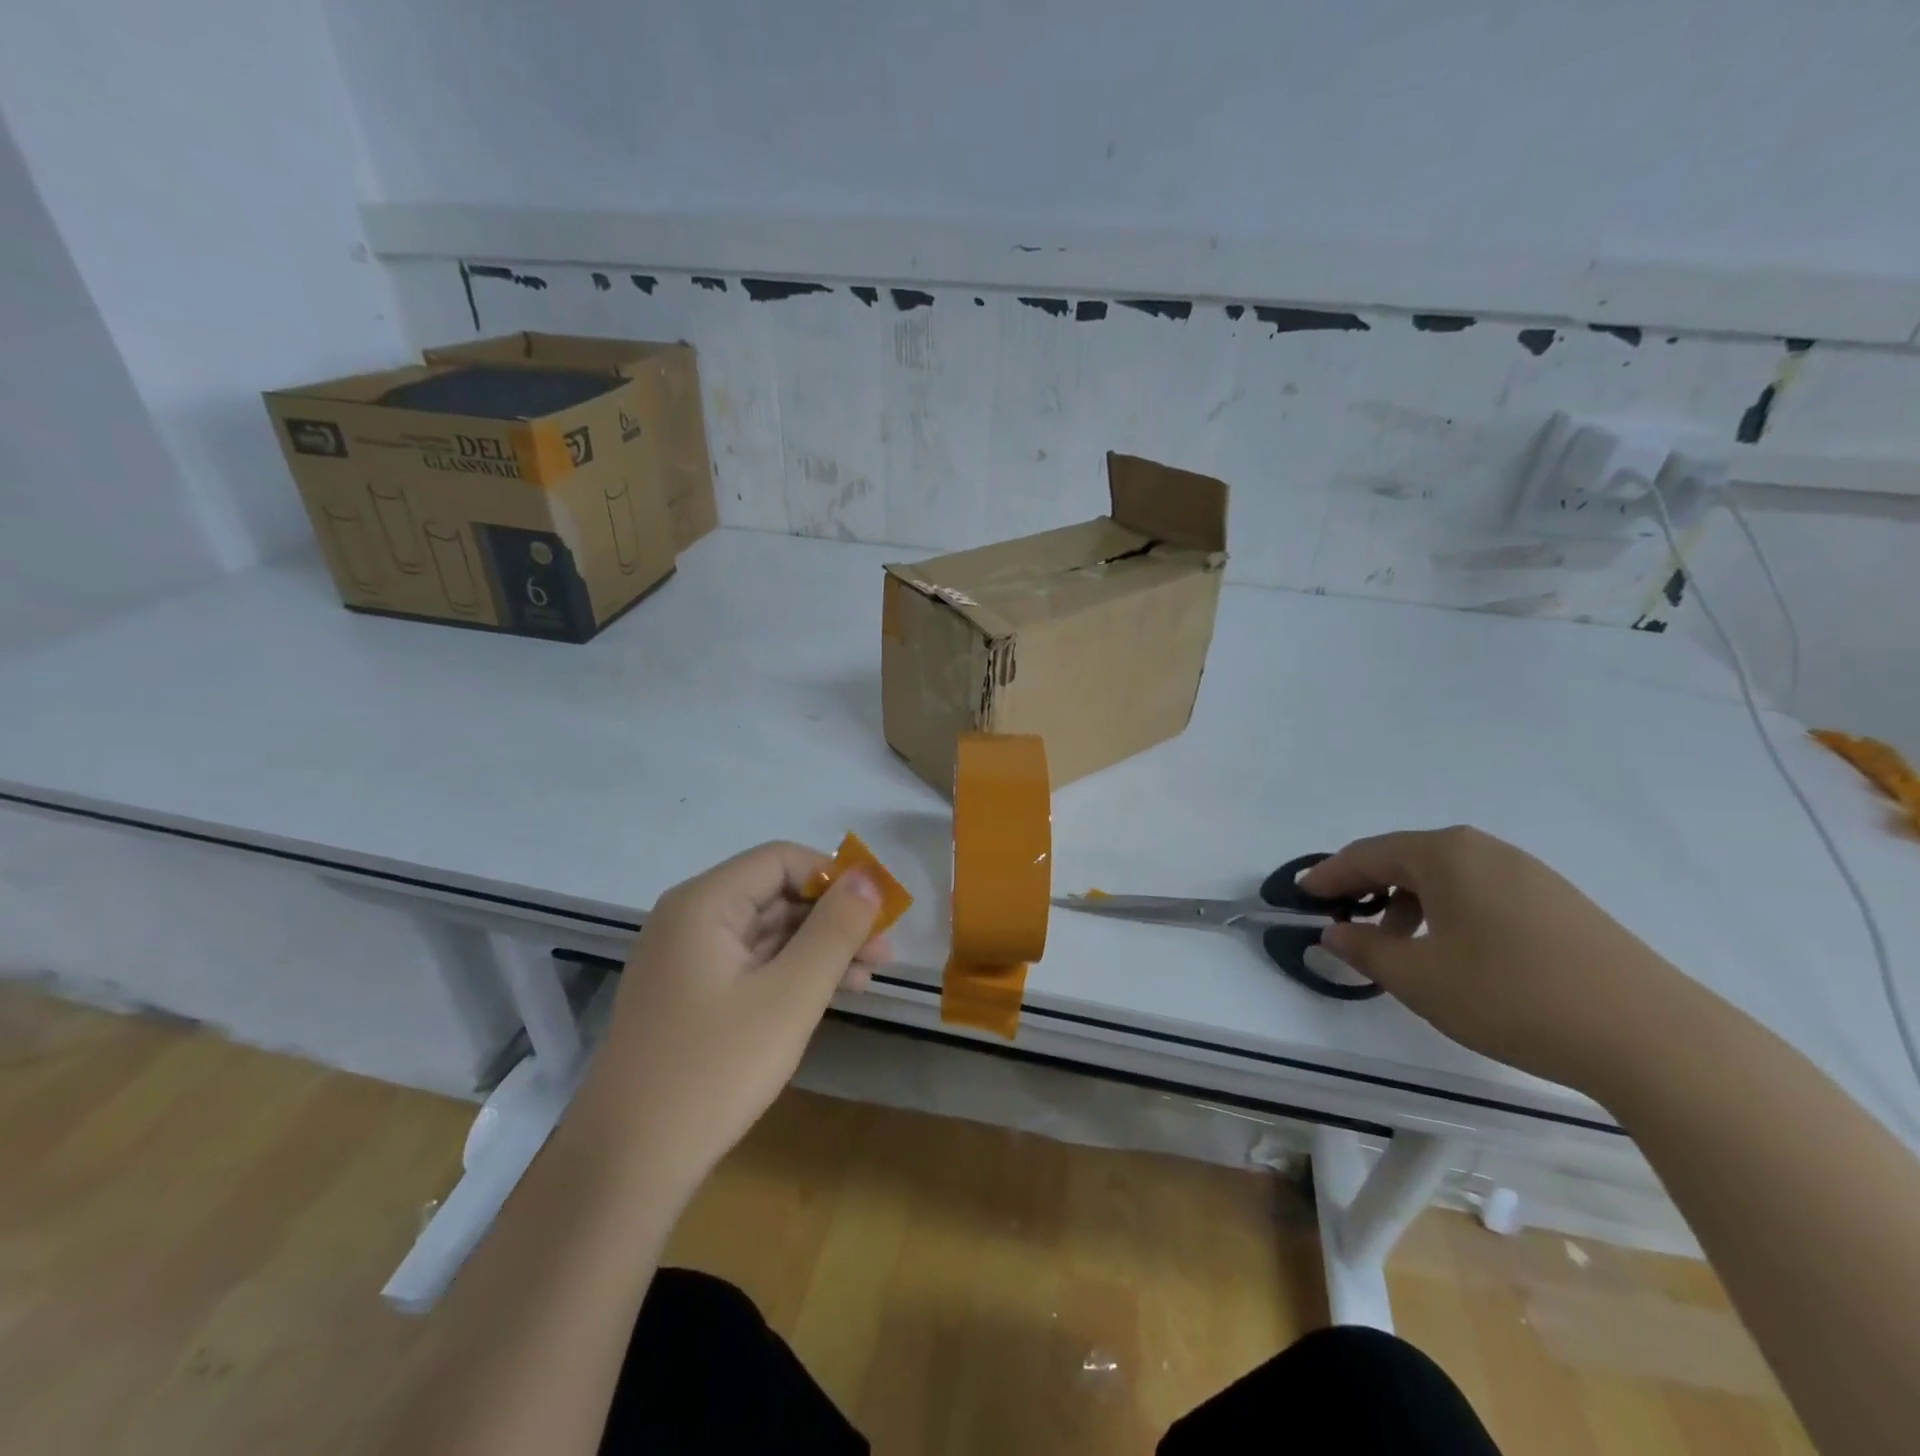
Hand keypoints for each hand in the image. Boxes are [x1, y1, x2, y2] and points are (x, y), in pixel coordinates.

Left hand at [572, 842, 891, 1201]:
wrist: (627, 1165)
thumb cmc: (715, 1069)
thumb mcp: (790, 995)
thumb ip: (835, 930)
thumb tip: (869, 878)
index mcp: (705, 903)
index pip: (782, 859)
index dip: (835, 877)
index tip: (877, 912)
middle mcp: (690, 919)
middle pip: (775, 894)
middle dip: (833, 917)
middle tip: (883, 952)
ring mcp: (686, 959)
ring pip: (767, 931)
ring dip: (818, 947)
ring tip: (868, 976)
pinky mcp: (689, 996)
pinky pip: (751, 963)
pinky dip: (791, 972)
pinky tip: (829, 994)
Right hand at [1302, 826, 1696, 1090]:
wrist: (1654, 1038)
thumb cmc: (1512, 996)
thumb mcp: (1419, 978)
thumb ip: (1364, 950)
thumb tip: (1334, 932)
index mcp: (1445, 855)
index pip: (1367, 854)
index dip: (1328, 875)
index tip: (1300, 895)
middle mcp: (1485, 850)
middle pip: (1406, 858)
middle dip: (1367, 885)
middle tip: (1342, 917)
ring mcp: (1530, 874)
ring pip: (1447, 876)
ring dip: (1408, 901)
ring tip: (1398, 943)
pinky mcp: (1561, 903)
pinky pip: (1482, 892)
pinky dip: (1449, 910)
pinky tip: (1455, 950)